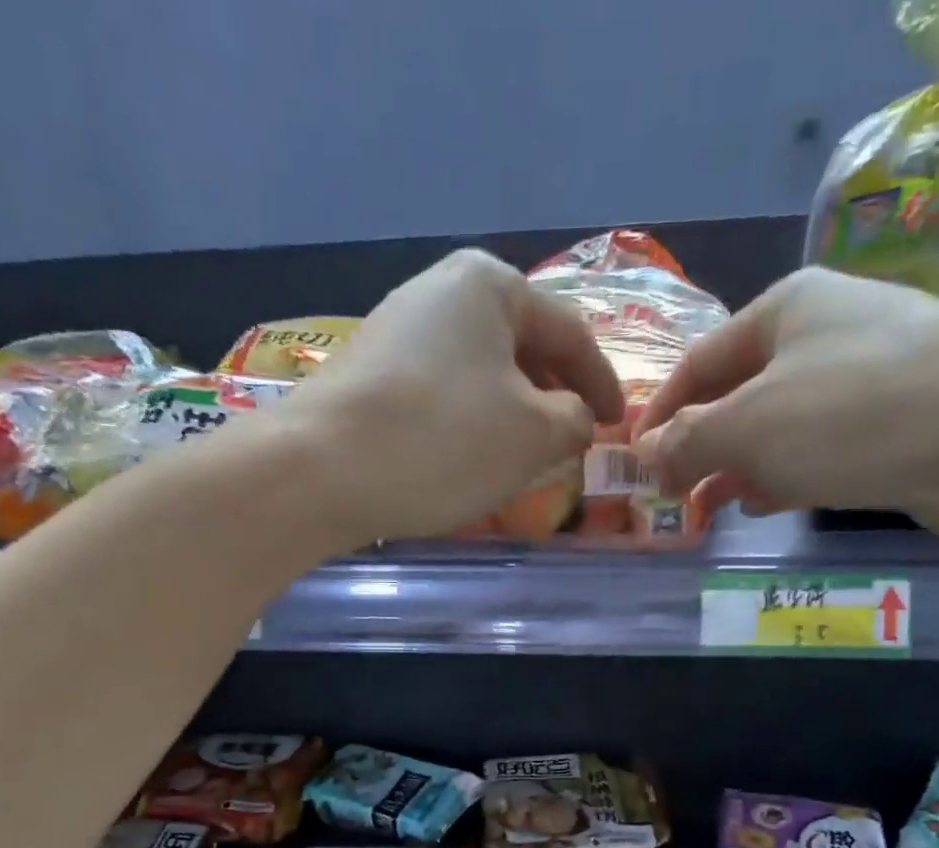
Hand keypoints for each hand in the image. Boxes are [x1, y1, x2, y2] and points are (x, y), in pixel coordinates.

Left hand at [286, 249, 622, 545]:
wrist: (320, 471)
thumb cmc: (443, 441)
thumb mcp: (533, 435)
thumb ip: (574, 421)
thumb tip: (575, 418)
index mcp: (490, 285)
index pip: (569, 334)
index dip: (603, 383)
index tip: (619, 424)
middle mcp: (439, 292)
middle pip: (520, 346)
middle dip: (553, 396)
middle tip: (573, 440)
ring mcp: (396, 331)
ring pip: (479, 373)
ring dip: (511, 412)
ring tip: (527, 456)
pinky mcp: (368, 375)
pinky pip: (441, 394)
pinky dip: (469, 423)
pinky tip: (470, 458)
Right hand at [633, 267, 938, 537]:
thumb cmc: (853, 416)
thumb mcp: (748, 427)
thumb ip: (687, 440)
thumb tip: (647, 455)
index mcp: (786, 307)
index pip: (699, 361)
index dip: (660, 411)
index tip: (633, 458)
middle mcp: (827, 328)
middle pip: (739, 391)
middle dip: (700, 444)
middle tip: (671, 491)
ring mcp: (868, 371)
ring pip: (779, 422)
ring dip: (738, 464)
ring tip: (709, 506)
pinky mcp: (898, 417)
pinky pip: (820, 444)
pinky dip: (785, 472)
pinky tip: (766, 502)